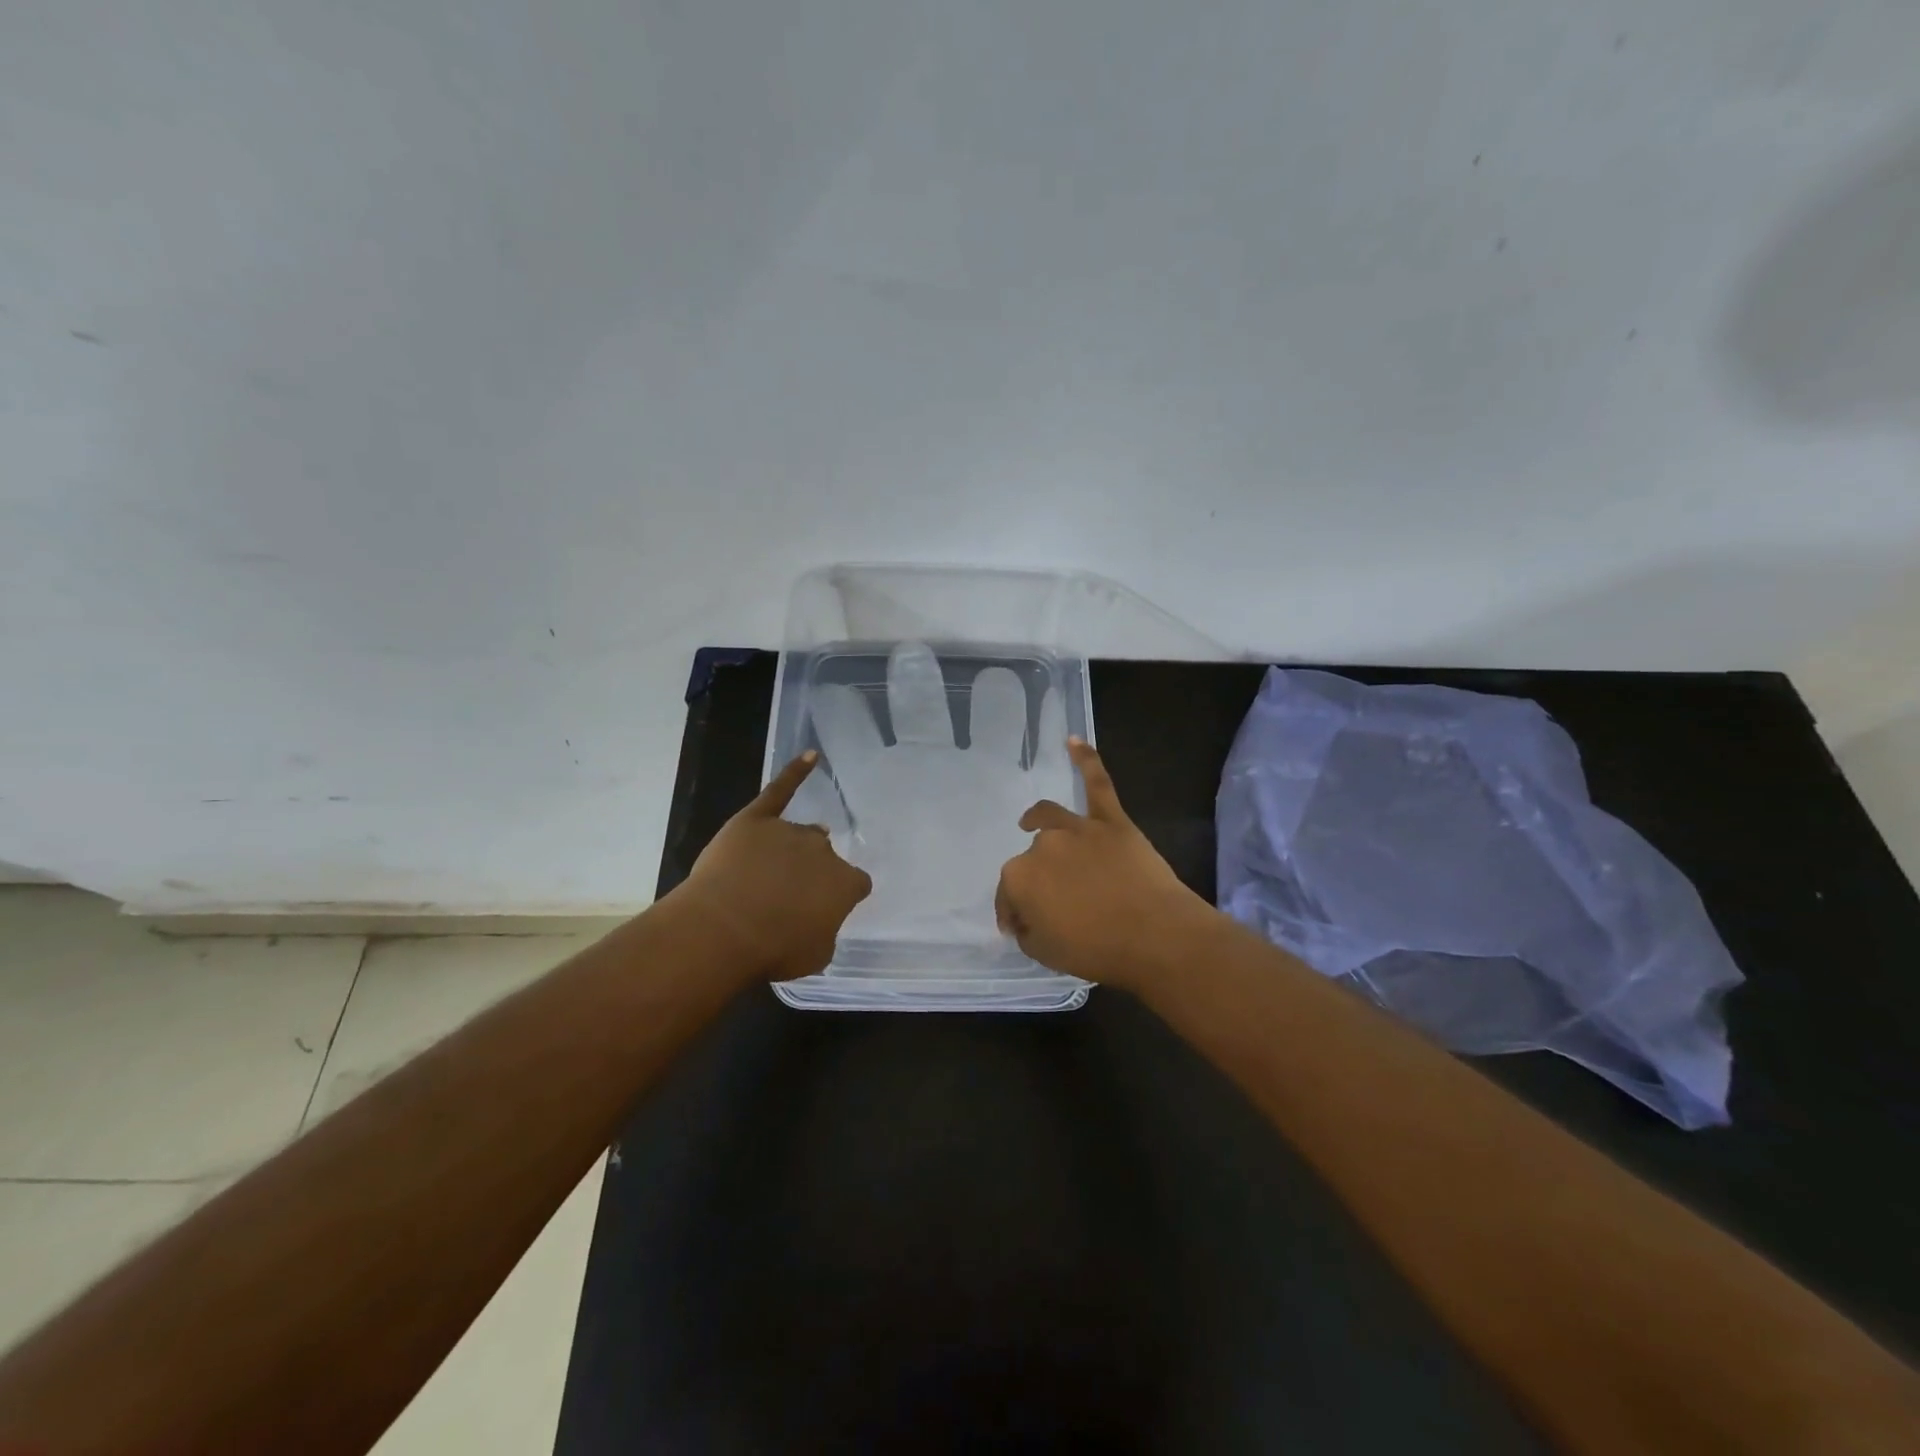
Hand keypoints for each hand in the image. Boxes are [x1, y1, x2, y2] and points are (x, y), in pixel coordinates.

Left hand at [675, 752, 873, 980]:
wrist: (724, 928)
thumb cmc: (773, 950)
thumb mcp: (816, 955)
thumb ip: (826, 930)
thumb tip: (818, 918)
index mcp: (845, 883)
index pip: (855, 884)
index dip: (839, 897)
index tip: (824, 909)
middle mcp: (823, 850)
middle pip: (824, 856)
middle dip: (811, 873)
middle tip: (788, 897)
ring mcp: (790, 831)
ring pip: (801, 835)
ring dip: (793, 850)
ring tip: (771, 871)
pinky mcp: (757, 819)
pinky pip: (781, 790)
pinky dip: (796, 772)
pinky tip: (810, 757)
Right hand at [995, 739, 1213, 988]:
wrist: (1155, 936)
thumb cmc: (1097, 950)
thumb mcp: (1045, 954)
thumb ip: (1027, 932)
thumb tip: (1025, 920)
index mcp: (1019, 877)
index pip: (1007, 895)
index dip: (1013, 914)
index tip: (1021, 929)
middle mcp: (1042, 845)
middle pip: (1031, 860)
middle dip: (1036, 882)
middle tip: (1052, 905)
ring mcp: (1078, 828)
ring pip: (1050, 818)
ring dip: (1037, 820)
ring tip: (1030, 822)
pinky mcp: (1111, 821)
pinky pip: (1097, 784)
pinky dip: (1086, 760)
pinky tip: (1073, 740)